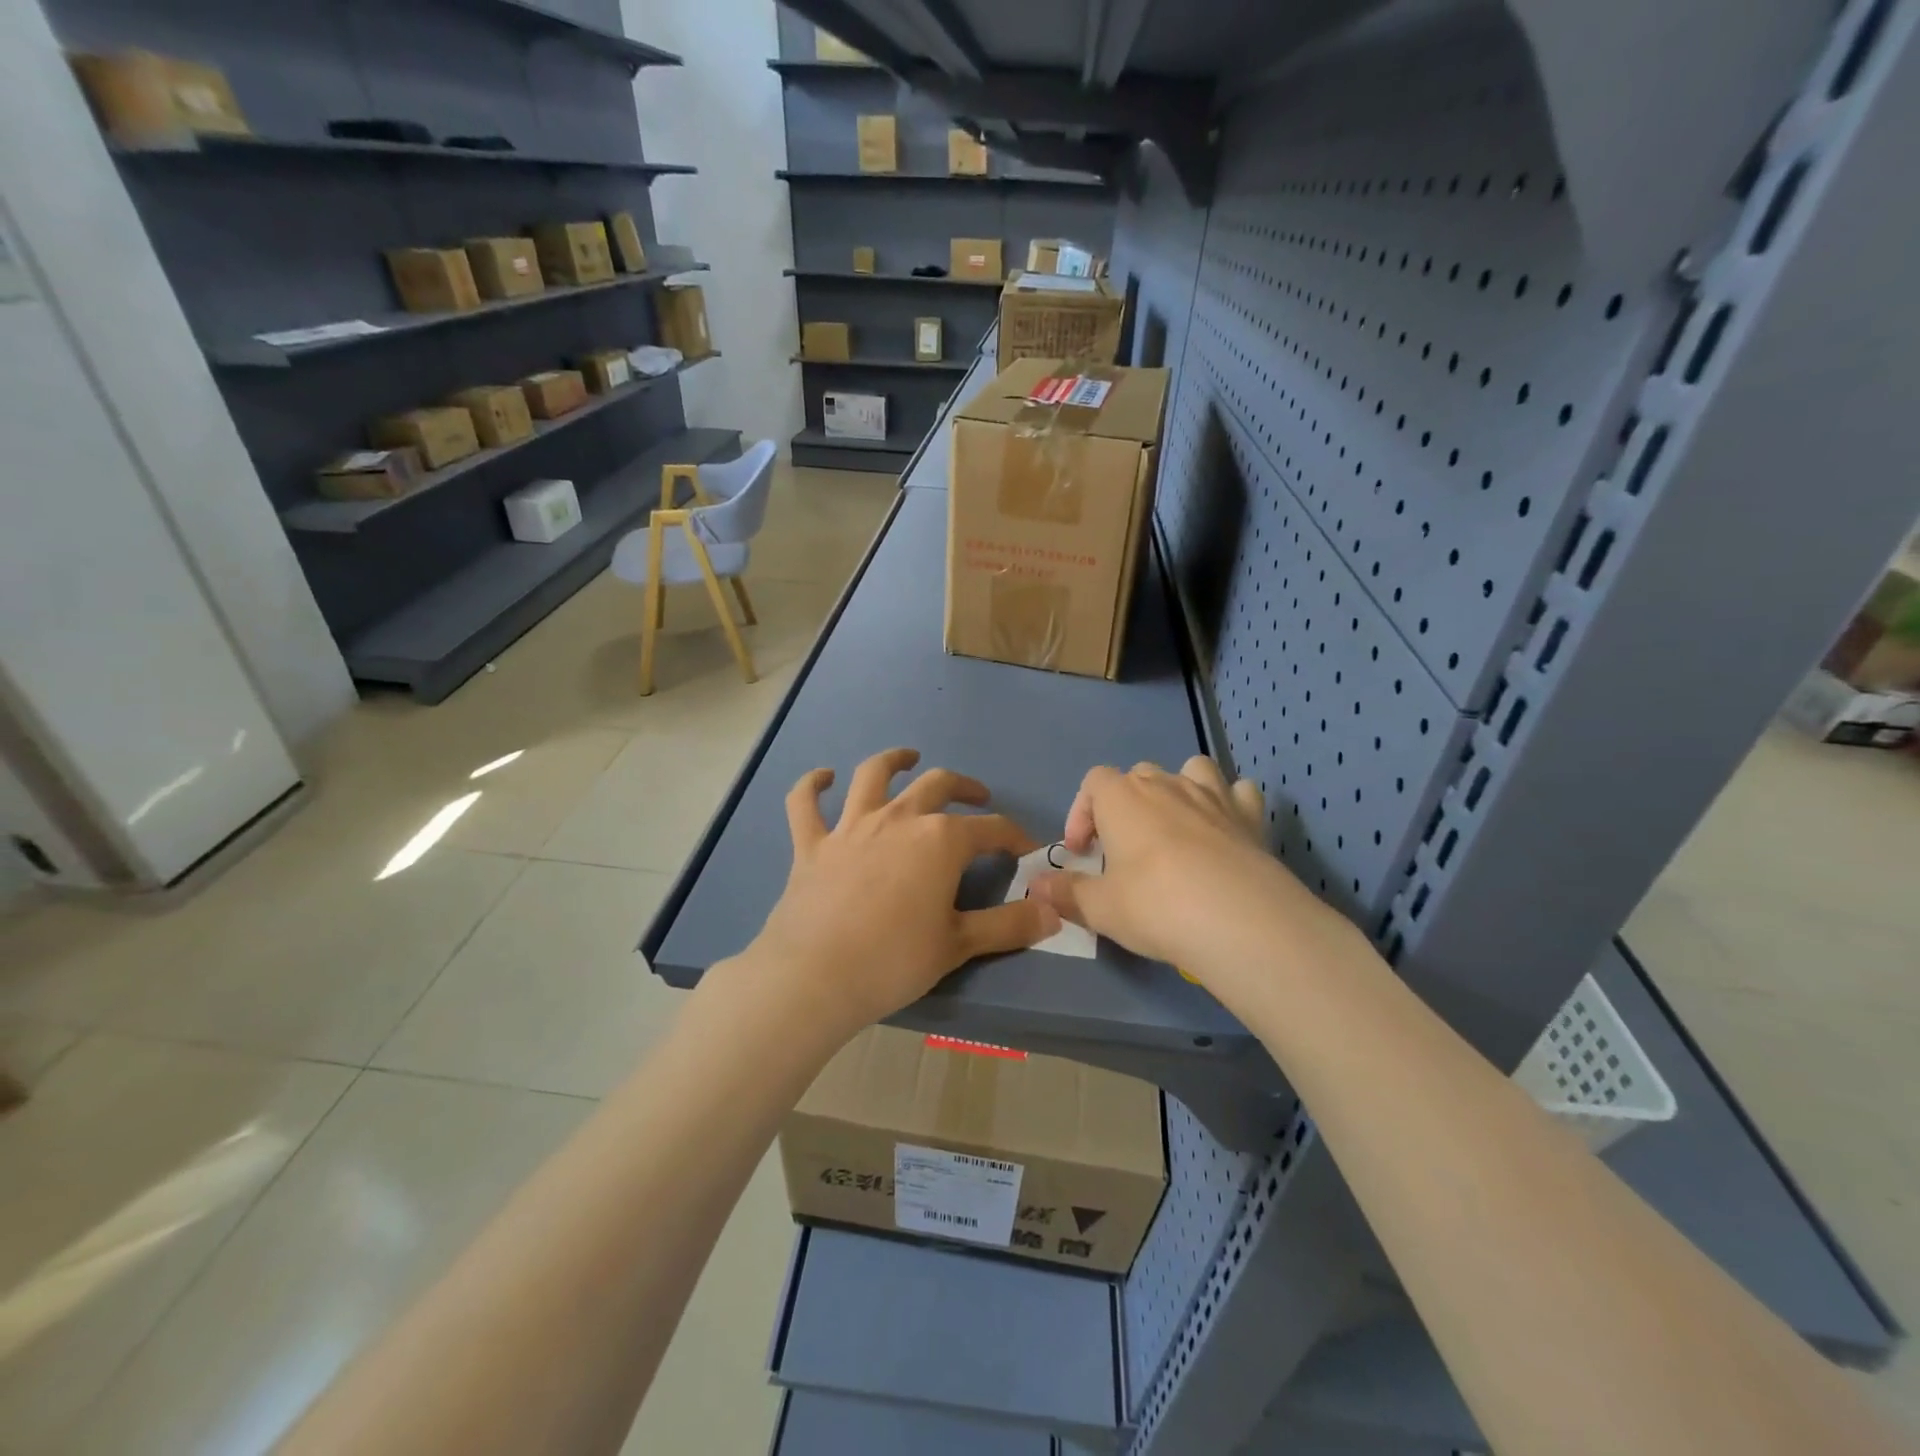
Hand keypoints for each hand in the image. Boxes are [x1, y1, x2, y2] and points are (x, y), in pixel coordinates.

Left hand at [747, 748, 1059, 1036]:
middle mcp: (899, 819)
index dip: (1014, 836)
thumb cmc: (894, 961)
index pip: (990, 829)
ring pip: (873, 776)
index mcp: (940, 841)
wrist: (815, 976)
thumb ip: (1009, 925)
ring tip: (907, 758)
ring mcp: (851, 827)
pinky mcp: (812, 844)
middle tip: (977, 798)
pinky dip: (812, 786)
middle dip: (963, 788)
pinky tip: (823, 777)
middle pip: (937, 786)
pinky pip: (805, 803)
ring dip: (893, 761)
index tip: (1026, 849)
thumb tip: (1053, 911)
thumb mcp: (959, 945)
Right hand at [1030, 756, 1353, 1001]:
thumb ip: (1066, 893)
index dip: (1082, 813)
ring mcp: (1212, 795)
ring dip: (1179, 790)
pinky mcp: (1250, 816)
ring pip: (1191, 769)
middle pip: (1138, 774)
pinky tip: (1225, 831)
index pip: (1093, 782)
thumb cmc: (1155, 906)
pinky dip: (1229, 804)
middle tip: (1125, 849)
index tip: (1083, 853)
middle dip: (1127, 804)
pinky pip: (1238, 792)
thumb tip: (1036, 885)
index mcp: (1122, 798)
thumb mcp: (1100, 908)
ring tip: (1176, 827)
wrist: (1239, 919)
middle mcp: (1166, 784)